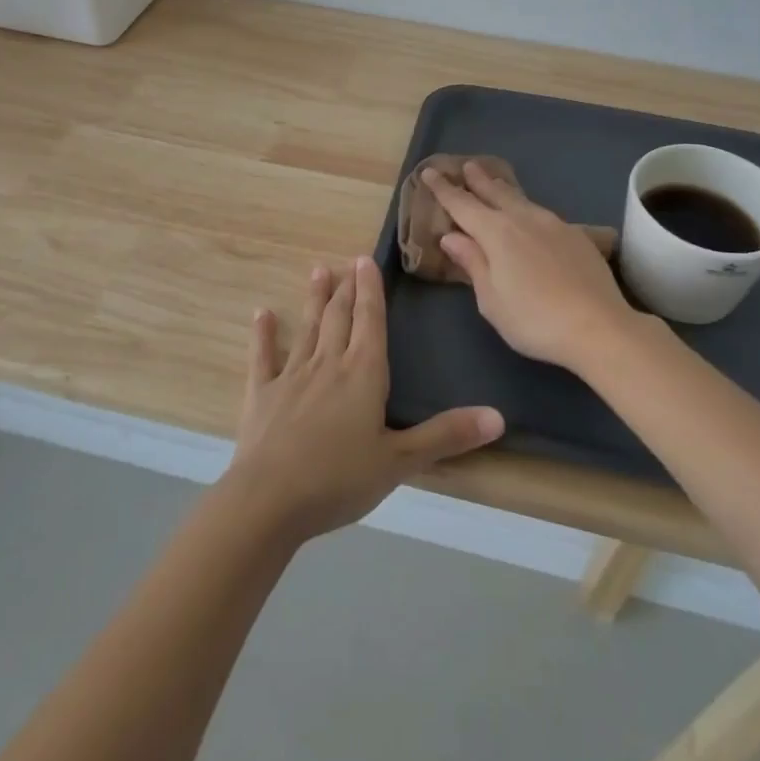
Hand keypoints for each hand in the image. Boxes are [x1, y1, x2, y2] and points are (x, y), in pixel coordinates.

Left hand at [224, 257, 504, 541]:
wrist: (269, 500)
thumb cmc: (340, 479)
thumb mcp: (400, 462)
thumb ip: (446, 436)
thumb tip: (498, 416)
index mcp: (363, 373)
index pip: (370, 321)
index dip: (370, 290)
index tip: (366, 260)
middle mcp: (328, 364)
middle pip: (339, 318)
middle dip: (346, 289)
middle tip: (347, 262)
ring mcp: (291, 376)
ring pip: (307, 328)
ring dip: (314, 300)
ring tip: (318, 271)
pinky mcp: (262, 395)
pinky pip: (264, 357)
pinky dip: (263, 334)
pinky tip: (261, 314)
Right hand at [424, 161, 639, 374]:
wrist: (598, 326)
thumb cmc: (533, 319)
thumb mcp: (491, 299)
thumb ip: (472, 263)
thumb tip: (451, 237)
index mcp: (496, 233)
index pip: (462, 205)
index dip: (444, 189)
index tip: (430, 172)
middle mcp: (523, 219)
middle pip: (495, 193)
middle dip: (478, 180)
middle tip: (468, 166)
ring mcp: (554, 224)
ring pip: (522, 200)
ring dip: (504, 190)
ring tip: (496, 184)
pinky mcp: (576, 236)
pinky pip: (543, 214)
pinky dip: (528, 209)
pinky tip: (532, 217)